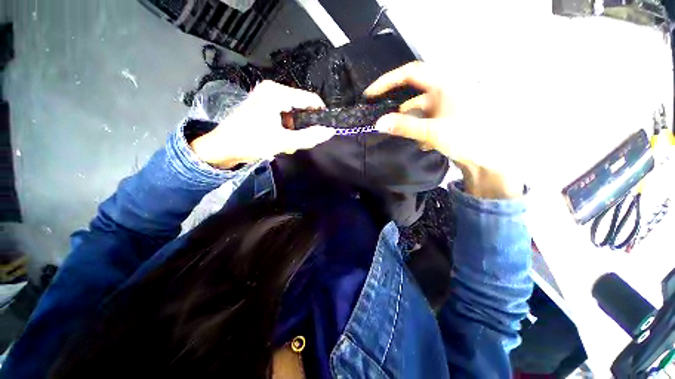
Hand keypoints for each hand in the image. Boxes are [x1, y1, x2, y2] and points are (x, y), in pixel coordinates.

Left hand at [190, 81, 334, 168]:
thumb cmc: (251, 142)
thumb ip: (309, 137)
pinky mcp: (262, 105)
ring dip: (294, 129)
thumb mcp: (283, 141)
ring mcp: (266, 96)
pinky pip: (283, 114)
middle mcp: (272, 90)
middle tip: (300, 141)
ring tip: (288, 143)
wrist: (222, 148)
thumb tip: (330, 131)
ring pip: (293, 112)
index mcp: (277, 93)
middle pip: (301, 106)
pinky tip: (281, 138)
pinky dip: (286, 127)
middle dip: (304, 125)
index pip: (310, 99)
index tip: (325, 129)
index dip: (320, 114)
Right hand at [365, 62, 523, 198]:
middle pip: (413, 96)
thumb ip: (404, 126)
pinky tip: (425, 143)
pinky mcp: (446, 118)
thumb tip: (378, 123)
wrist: (491, 158)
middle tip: (386, 123)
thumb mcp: (432, 131)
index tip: (370, 94)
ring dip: (412, 126)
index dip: (388, 81)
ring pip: (419, 112)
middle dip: (401, 113)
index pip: (410, 73)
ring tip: (415, 140)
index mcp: (445, 84)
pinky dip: (421, 130)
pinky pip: (426, 120)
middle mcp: (445, 91)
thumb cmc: (467, 138)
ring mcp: (446, 105)